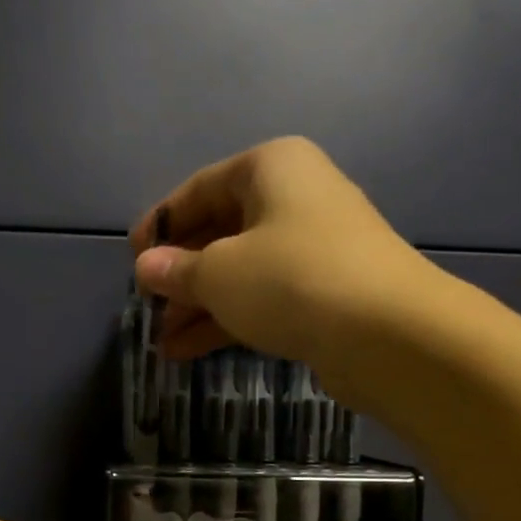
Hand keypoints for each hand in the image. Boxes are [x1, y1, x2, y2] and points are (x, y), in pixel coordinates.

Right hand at [129, 136, 430, 384]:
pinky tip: (188, 351)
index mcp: (271, 168)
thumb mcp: (219, 273)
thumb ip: (176, 271)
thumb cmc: (292, 280)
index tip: (132, 258)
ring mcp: (314, 248)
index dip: (160, 224)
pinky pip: (263, 299)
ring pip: (241, 272)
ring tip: (161, 341)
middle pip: (221, 232)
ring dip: (198, 306)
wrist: (389, 334)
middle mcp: (295, 199)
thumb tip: (145, 268)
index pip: (199, 189)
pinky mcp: (325, 293)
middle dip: (180, 275)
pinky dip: (227, 321)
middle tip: (147, 307)